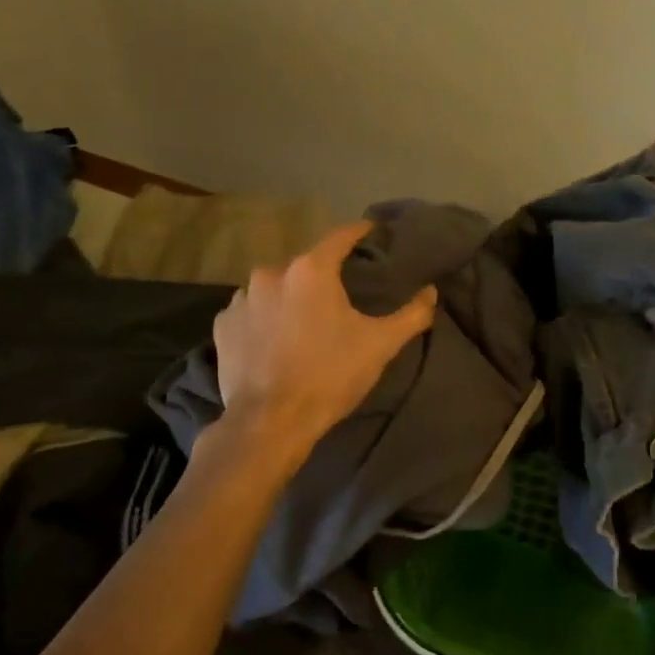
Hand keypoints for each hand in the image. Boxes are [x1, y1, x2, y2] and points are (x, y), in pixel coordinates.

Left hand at [213, 221, 436, 451]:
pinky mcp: (222, 326)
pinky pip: (249, 312)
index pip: (339, 237)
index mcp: (311, 270)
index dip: (358, 233)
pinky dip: (262, 319)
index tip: (369, 231)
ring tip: (302, 322)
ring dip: (288, 298)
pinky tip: (272, 340)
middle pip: (304, 265)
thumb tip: (431, 292)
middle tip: (337, 296)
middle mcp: (271, 274)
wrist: (270, 422)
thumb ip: (411, 315)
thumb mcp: (380, 345)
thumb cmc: (330, 375)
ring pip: (273, 288)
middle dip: (321, 276)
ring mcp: (241, 299)